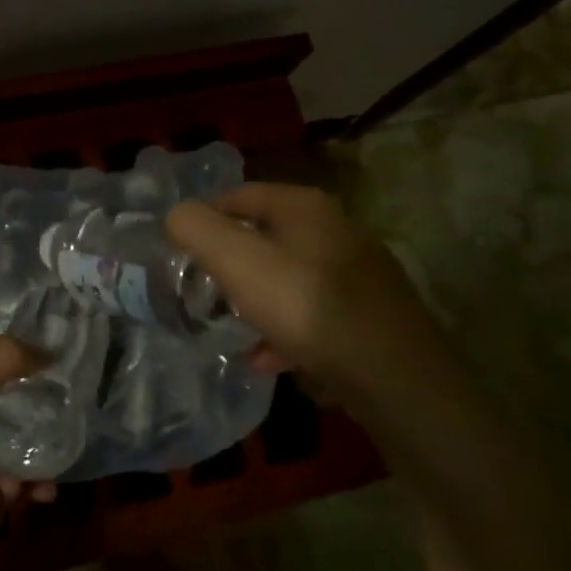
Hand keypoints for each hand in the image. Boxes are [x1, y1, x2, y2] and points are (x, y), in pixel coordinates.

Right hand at [166, 182, 449, 408]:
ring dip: (254, 301)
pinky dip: (284, 329)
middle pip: (264, 238)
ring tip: (231, 330)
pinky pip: (311, 312)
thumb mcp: (238, 262)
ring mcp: (357, 272)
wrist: (394, 374)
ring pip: (287, 277)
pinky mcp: (368, 312)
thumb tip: (176, 216)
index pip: (238, 196)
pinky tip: (269, 357)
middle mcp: (335, 229)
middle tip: (202, 292)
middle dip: (228, 265)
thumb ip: (197, 230)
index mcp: (304, 207)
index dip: (203, 220)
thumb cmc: (306, 306)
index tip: (179, 253)